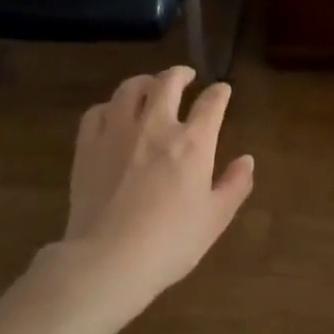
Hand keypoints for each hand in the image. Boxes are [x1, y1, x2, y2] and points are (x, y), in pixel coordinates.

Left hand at [57, 66, 254, 303]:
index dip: (219, 93)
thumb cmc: (171, 242)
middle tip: (186, 76)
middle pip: (167, 83)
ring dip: (144, 82)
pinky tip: (113, 113)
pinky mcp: (87, 147)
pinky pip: (97, 112)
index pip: (211, 104)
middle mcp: (156, 127)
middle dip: (180, 74)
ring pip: (130, 90)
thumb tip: (246, 160)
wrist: (109, 259)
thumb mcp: (216, 218)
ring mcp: (117, 133)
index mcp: (193, 143)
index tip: (222, 90)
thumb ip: (235, 185)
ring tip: (149, 86)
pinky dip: (110, 106)